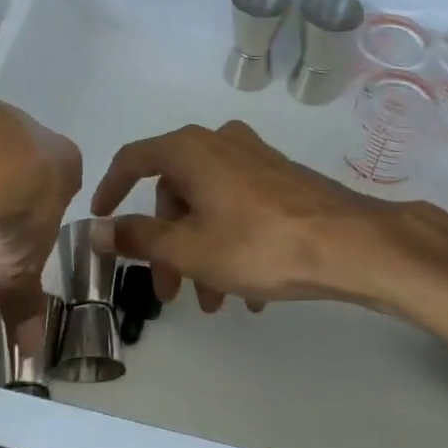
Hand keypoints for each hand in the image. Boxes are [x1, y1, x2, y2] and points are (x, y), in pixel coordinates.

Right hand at [89, 120, 432, 311]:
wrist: (350, 243)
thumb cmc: (259, 243)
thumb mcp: (189, 248)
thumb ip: (138, 237)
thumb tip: (97, 229)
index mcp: (191, 149)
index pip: (134, 160)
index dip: (111, 190)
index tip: (101, 222)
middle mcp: (219, 143)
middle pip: (175, 192)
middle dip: (167, 244)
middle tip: (170, 291)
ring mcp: (254, 158)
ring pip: (208, 205)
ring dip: (200, 253)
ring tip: (213, 304)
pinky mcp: (280, 178)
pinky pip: (238, 208)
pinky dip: (230, 244)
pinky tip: (246, 293)